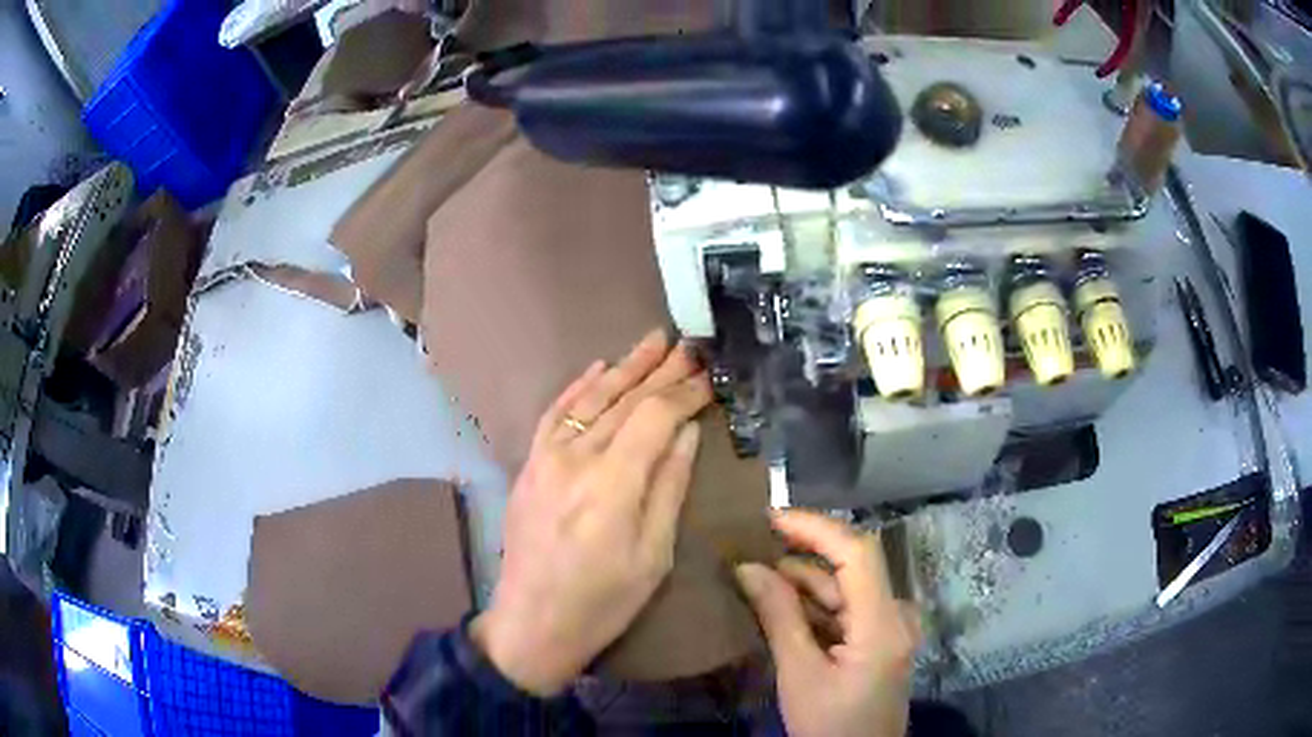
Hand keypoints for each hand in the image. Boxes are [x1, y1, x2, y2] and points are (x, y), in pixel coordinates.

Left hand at [472, 329, 711, 695]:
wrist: (532, 622)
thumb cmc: (604, 601)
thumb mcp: (653, 555)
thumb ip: (670, 486)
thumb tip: (688, 432)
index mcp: (613, 484)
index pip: (655, 417)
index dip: (685, 393)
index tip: (711, 376)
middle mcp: (576, 459)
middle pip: (624, 400)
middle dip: (661, 370)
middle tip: (689, 345)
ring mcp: (545, 458)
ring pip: (591, 399)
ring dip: (624, 367)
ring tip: (653, 341)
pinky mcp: (529, 464)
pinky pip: (555, 413)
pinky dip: (578, 386)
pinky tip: (599, 367)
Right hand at [736, 511, 920, 736]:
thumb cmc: (829, 725)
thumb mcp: (799, 674)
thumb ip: (779, 617)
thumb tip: (748, 568)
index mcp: (884, 623)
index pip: (857, 553)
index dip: (815, 528)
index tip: (770, 518)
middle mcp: (896, 615)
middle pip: (851, 569)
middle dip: (801, 556)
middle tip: (751, 548)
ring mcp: (891, 627)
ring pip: (846, 589)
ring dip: (804, 582)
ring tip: (756, 575)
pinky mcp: (881, 639)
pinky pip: (848, 609)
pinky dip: (815, 605)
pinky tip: (780, 605)